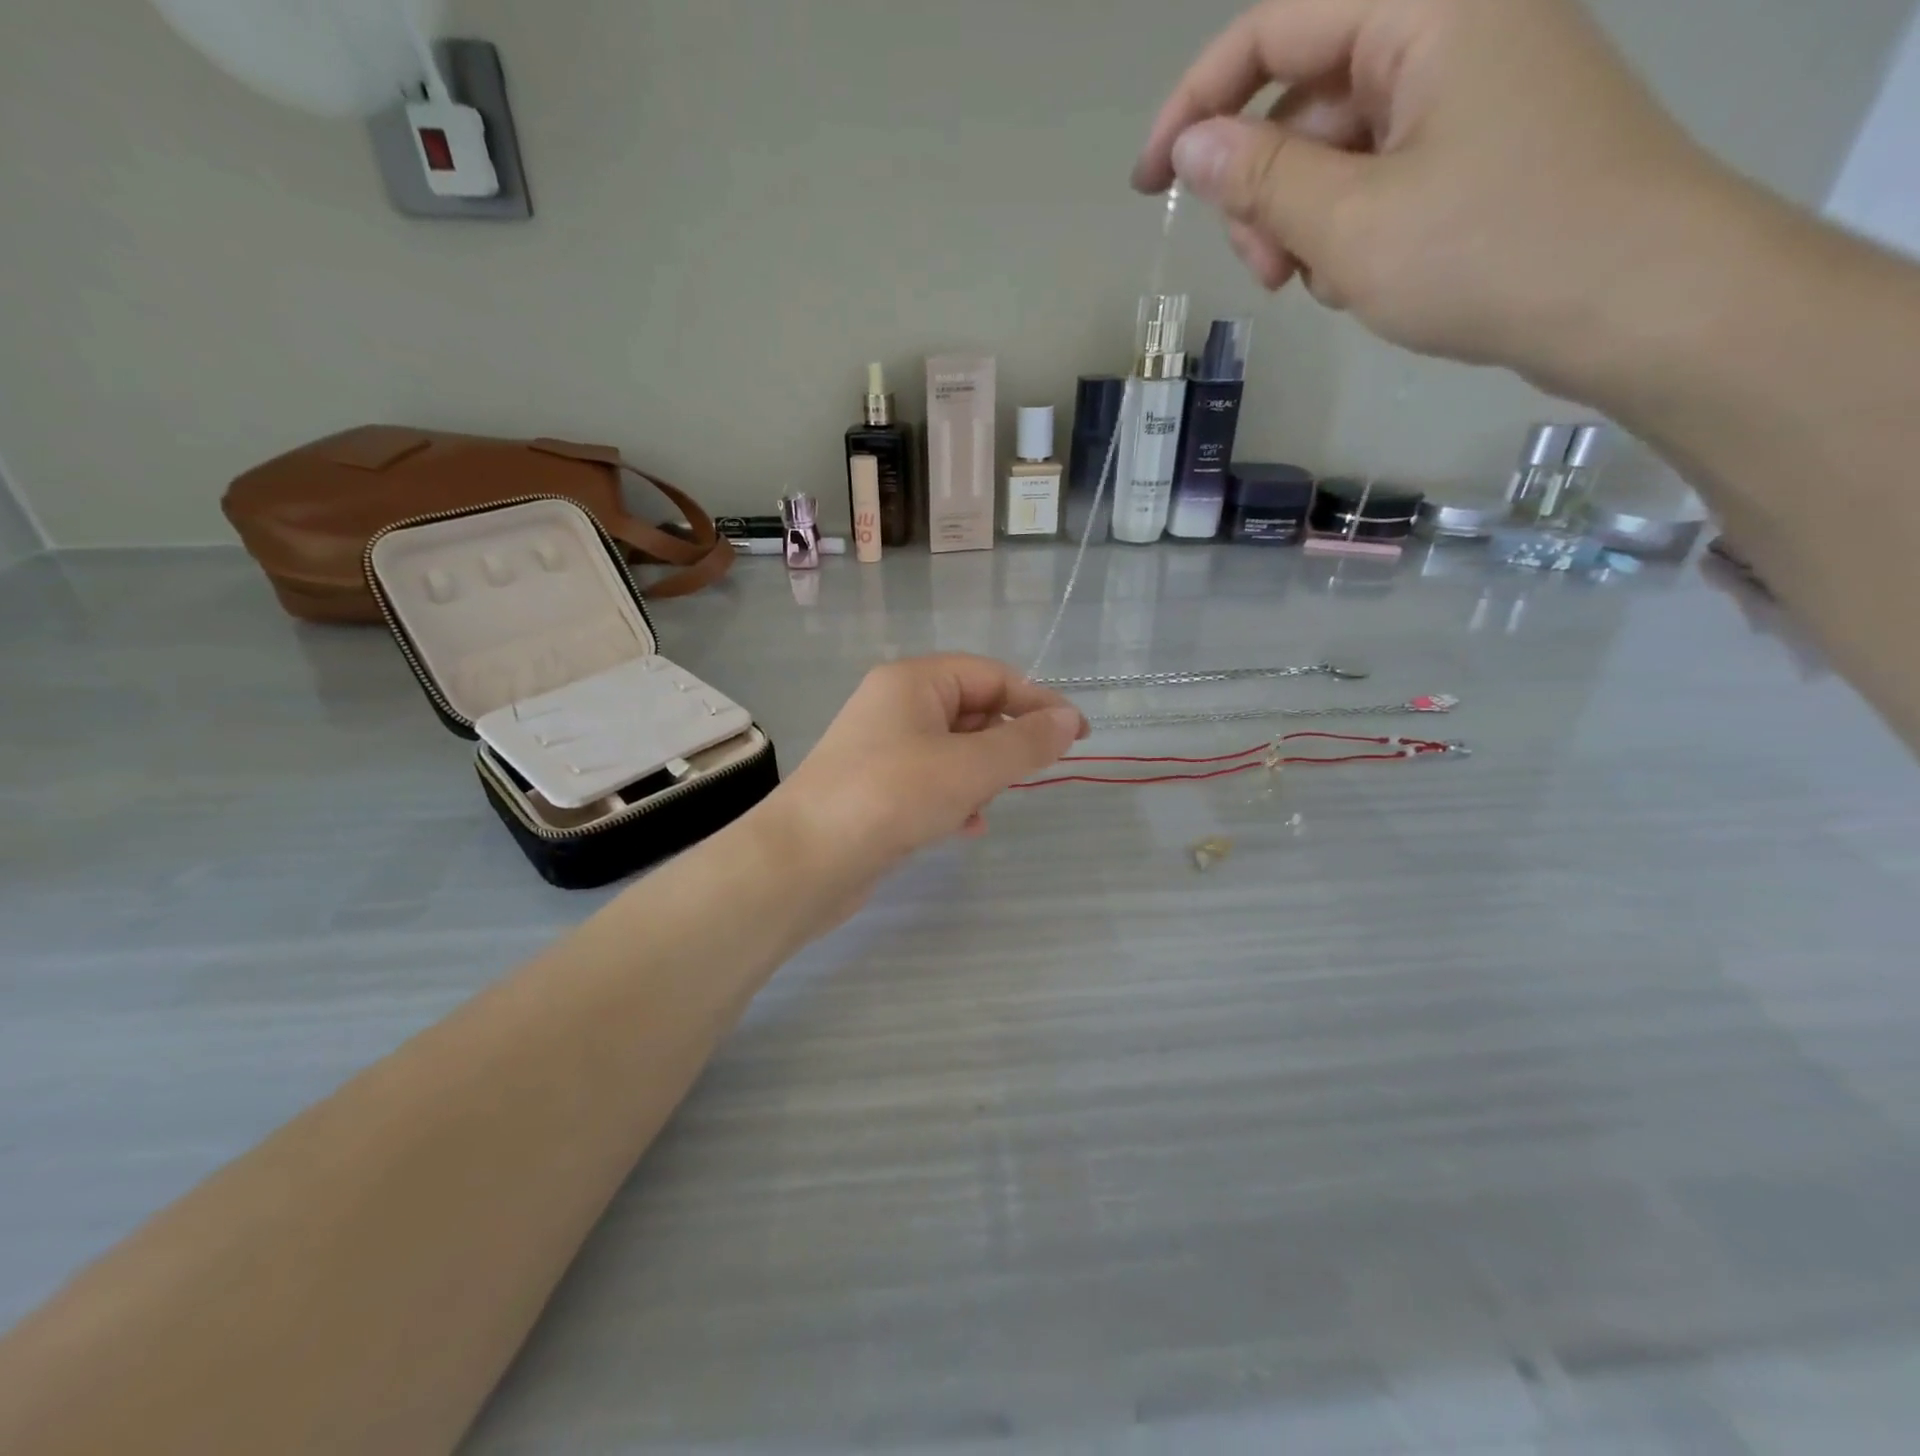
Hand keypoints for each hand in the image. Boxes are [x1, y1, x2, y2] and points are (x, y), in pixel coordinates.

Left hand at [769, 655, 1088, 904]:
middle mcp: (895, 706)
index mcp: (914, 681)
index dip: (1039, 702)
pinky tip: (967, 826)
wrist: (803, 862)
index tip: (1079, 736)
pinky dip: (956, 797)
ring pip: (954, 749)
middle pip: (972, 710)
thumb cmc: (891, 797)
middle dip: (1006, 741)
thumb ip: (1024, 743)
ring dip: (983, 773)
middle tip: (1035, 772)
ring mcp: (882, 748)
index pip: (992, 676)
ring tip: (993, 802)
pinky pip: (931, 781)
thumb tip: (1069, 720)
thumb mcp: (969, 768)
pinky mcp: (876, 788)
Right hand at [1134, 0, 1729, 394]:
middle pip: (1305, 96)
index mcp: (1426, 5)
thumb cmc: (1490, 251)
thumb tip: (1189, 149)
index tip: (1148, 184)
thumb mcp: (1351, 223)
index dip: (1195, 105)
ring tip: (1322, 285)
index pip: (1274, 27)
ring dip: (1305, 220)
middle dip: (1264, 189)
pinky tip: (1363, 278)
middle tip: (1268, 272)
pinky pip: (1382, 172)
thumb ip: (1260, 179)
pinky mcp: (1484, 141)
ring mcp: (1472, 85)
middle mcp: (1452, 23)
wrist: (1641, 300)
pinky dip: (1351, 227)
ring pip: (1339, 146)